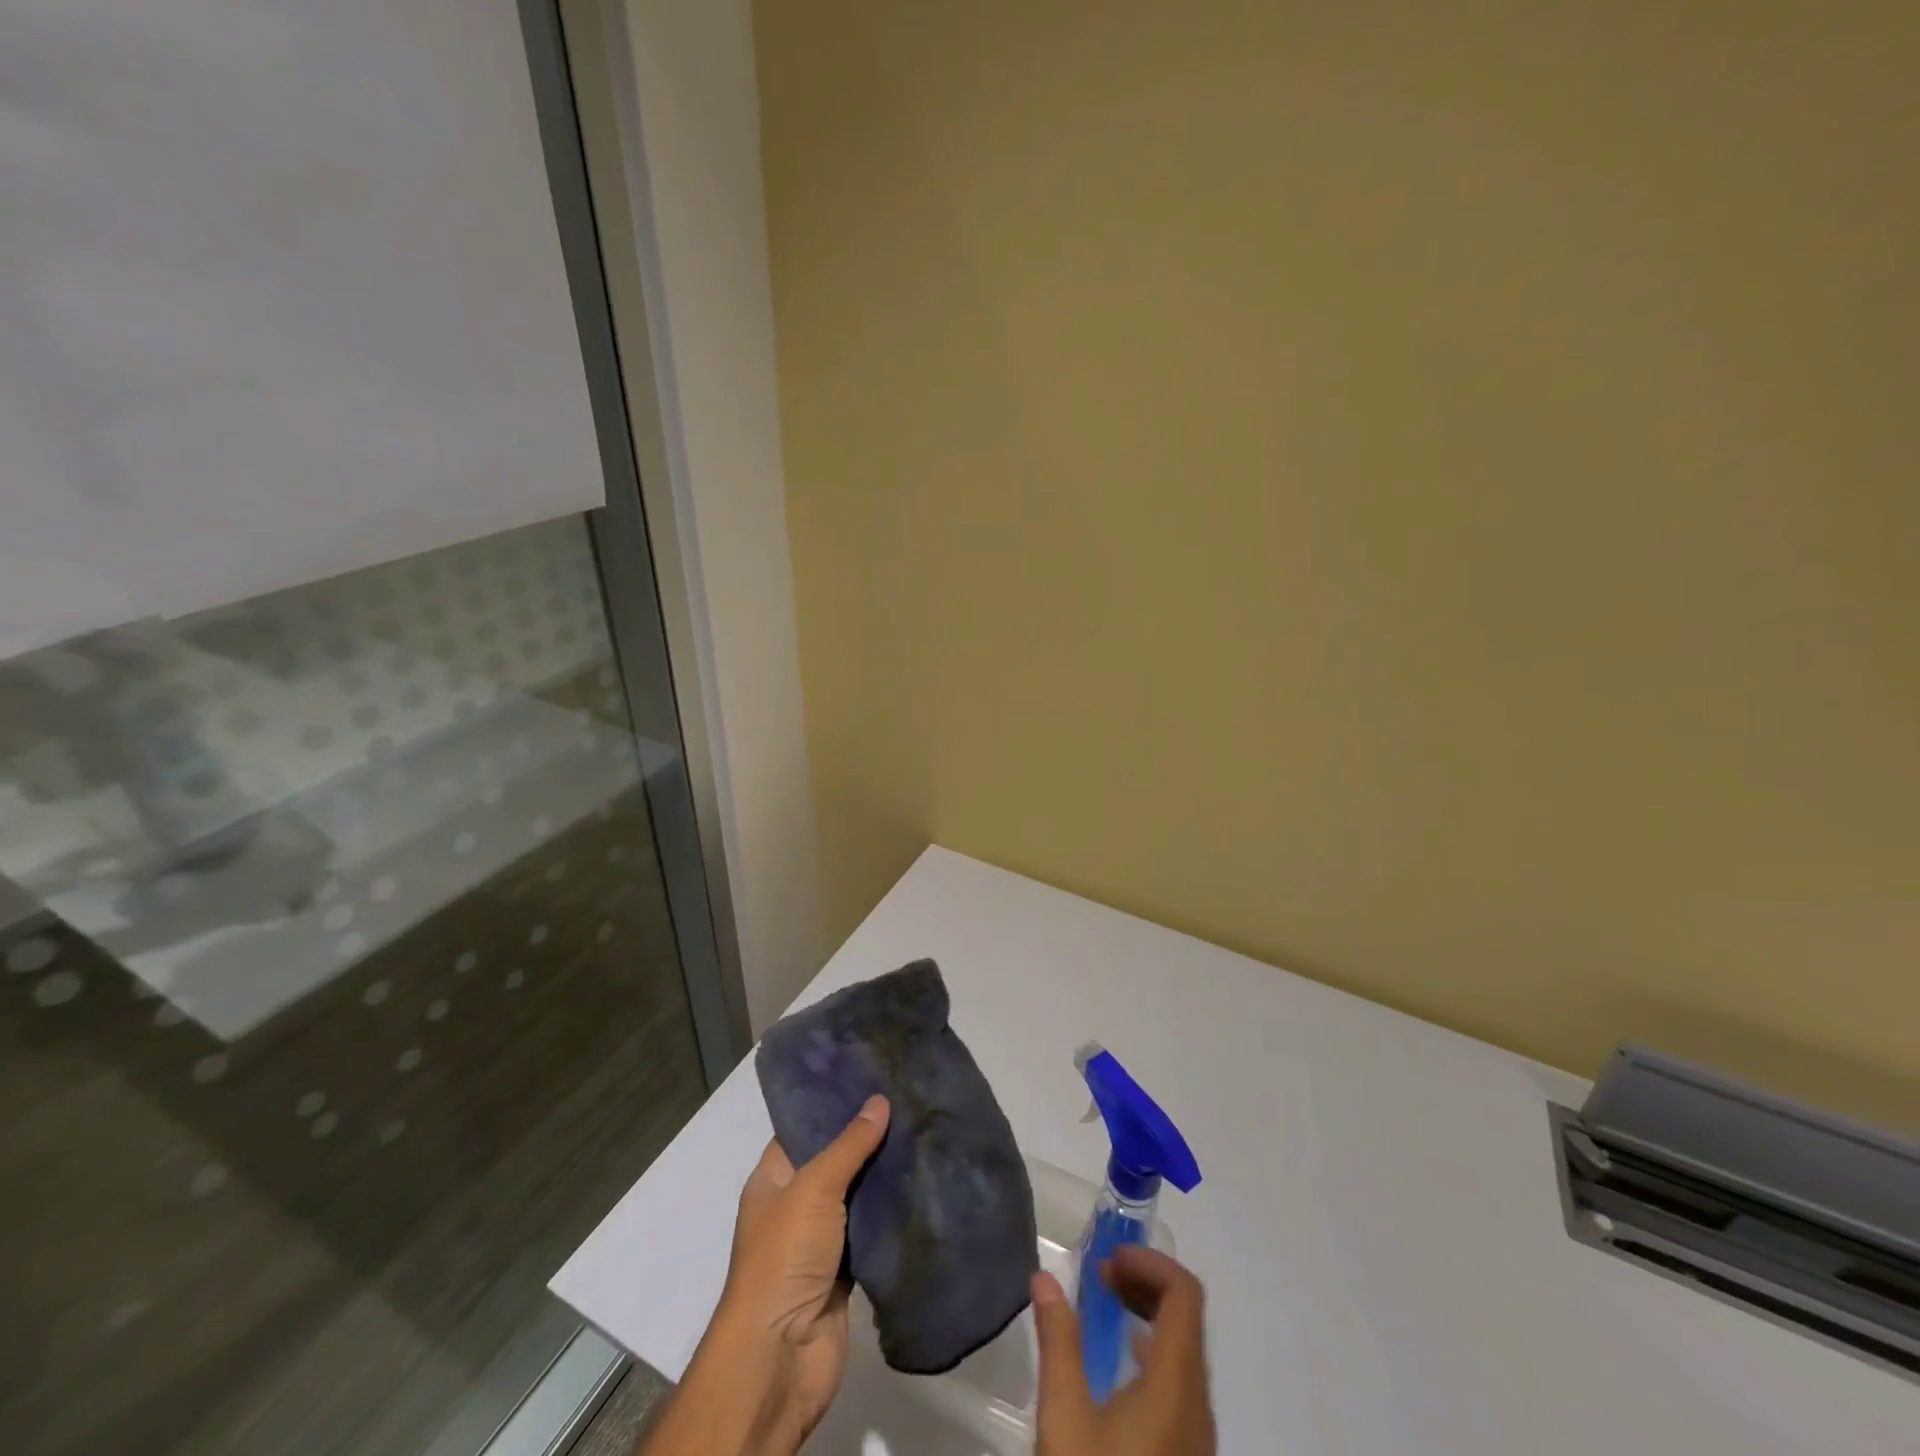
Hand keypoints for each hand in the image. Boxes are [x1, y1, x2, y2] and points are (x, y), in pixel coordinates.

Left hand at [713, 1094, 890, 1450]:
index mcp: (774, 1179)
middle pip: (835, 1159)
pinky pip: (872, 1230)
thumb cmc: (783, 1258)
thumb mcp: (813, 1188)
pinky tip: (923, 1182)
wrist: (780, 1357)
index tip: (871, 1074)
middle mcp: (795, 1203)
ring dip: (884, 1174)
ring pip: (857, 1195)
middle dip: (867, 1136)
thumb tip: (880, 1100)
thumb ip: (849, 1145)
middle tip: (908, 1098)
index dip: (833, 1102)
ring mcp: (821, 1239)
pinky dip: (892, 1213)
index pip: (803, 1127)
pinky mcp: (847, 1269)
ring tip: (923, 1130)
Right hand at [1031, 1246, 1216, 1455]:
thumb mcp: (1064, 1418)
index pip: (1184, 1295)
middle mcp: (1198, 1406)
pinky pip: (1180, 1383)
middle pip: (1187, 1319)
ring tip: (1106, 1306)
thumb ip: (1058, 1340)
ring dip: (1149, 1315)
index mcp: (1176, 1386)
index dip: (1150, 1262)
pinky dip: (1153, 1350)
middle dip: (1146, 1282)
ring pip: (1185, 1351)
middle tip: (1101, 1276)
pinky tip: (1120, 1363)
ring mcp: (1197, 1438)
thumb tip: (1045, 1277)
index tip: (1108, 1258)